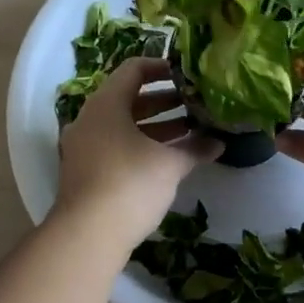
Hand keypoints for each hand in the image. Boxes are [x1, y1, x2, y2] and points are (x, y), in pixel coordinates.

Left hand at [55, 58, 217, 252]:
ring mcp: (84, 145)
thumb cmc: (130, 183)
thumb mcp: (168, 164)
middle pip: (129, 98)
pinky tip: (168, 158)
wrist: (86, 235)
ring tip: (190, 130)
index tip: (186, 75)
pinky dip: (141, 145)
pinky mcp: (85, 170)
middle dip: (164, 101)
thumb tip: (219, 142)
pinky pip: (116, 145)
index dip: (161, 67)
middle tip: (194, 105)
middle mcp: (90, 118)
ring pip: (123, 125)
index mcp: (106, 103)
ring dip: (155, 126)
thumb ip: (194, 149)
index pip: (133, 69)